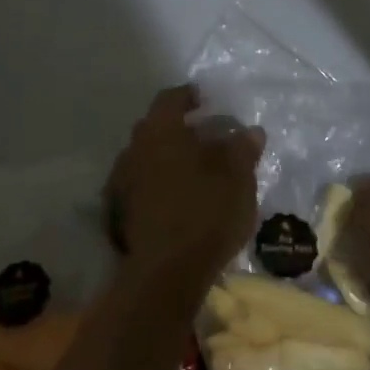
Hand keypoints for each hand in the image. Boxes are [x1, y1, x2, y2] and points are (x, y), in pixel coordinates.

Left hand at [106, 86, 262, 303]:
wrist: (166, 273)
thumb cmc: (206, 212)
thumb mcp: (238, 178)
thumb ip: (242, 149)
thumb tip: (250, 131)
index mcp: (160, 131)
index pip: (170, 99)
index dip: (189, 96)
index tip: (205, 100)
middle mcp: (134, 149)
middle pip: (156, 128)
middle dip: (180, 129)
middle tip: (206, 136)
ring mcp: (121, 183)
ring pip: (147, 158)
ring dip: (168, 158)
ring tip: (196, 170)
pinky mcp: (119, 213)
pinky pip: (142, 185)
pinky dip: (159, 183)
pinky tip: (179, 197)